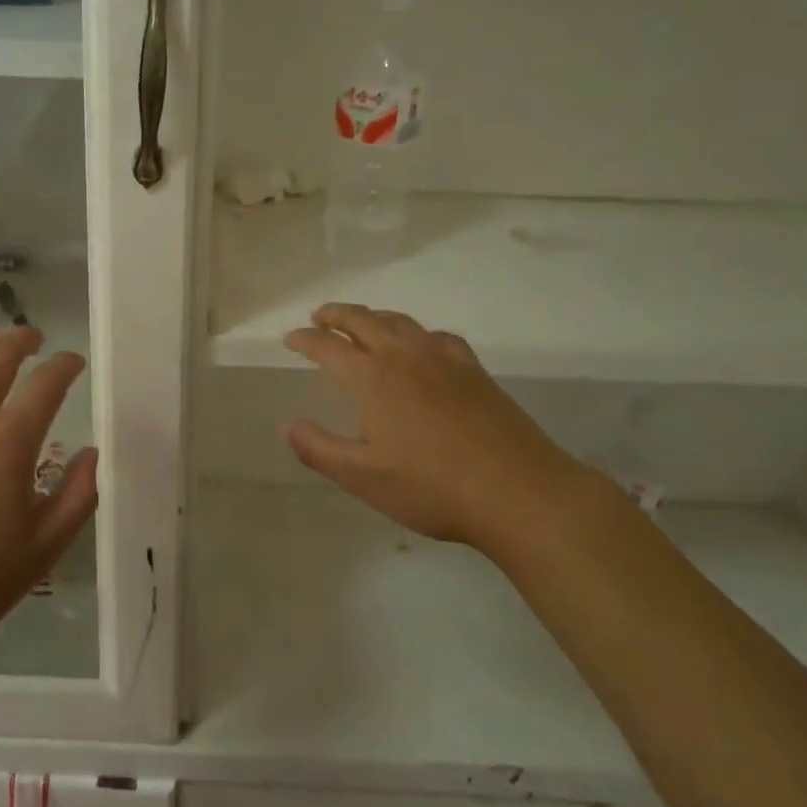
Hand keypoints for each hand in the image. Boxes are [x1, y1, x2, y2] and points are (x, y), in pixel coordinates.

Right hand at [285, 303, 590, 549]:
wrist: (518, 491)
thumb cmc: (432, 487)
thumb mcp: (363, 477)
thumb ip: (319, 449)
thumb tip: (288, 425)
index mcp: (372, 378)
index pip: (328, 347)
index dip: (305, 340)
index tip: (290, 340)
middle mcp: (404, 356)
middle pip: (363, 320)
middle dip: (336, 315)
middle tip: (319, 316)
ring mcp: (443, 358)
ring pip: (400, 322)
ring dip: (373, 317)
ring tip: (362, 323)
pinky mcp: (474, 370)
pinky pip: (436, 336)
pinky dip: (415, 333)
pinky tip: (421, 346)